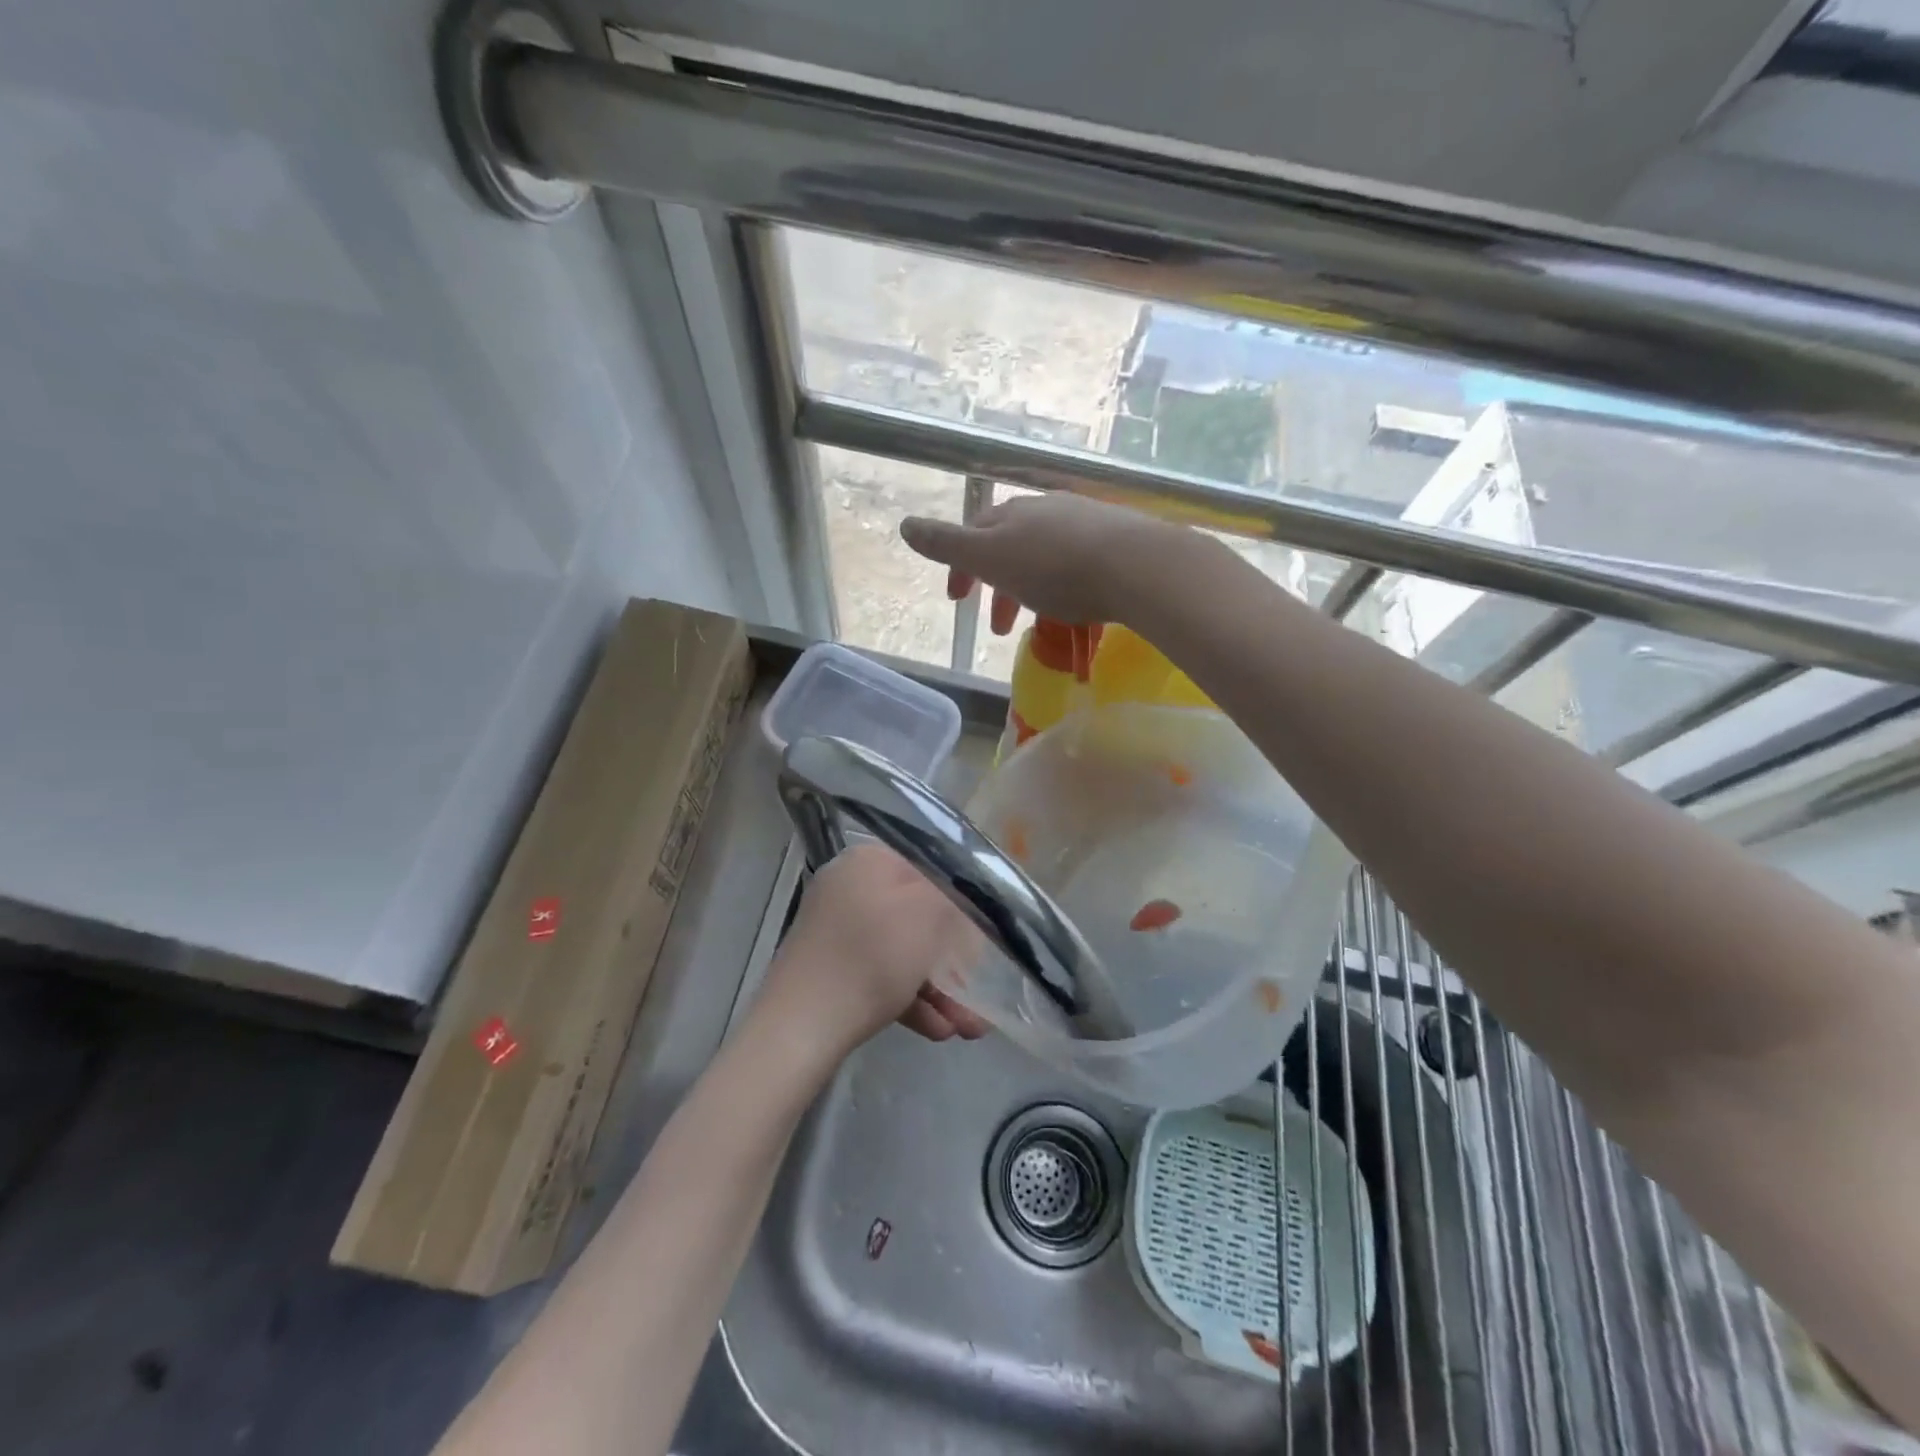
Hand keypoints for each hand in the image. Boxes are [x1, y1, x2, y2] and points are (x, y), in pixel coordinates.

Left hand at [756, 844, 989, 1063]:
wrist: (799, 1029)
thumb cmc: (872, 958)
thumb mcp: (929, 913)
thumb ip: (954, 898)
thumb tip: (961, 905)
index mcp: (868, 861)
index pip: (929, 870)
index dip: (962, 903)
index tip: (984, 938)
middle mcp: (849, 888)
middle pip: (917, 917)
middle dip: (955, 959)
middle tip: (981, 991)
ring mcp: (836, 932)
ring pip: (902, 954)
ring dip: (940, 989)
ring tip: (971, 1027)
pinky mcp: (830, 972)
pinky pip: (879, 977)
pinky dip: (910, 1000)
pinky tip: (940, 1030)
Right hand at [900, 494, 1174, 635]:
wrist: (1135, 566)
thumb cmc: (1055, 568)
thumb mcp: (991, 558)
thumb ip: (948, 545)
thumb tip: (905, 525)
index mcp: (1012, 514)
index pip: (975, 533)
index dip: (961, 567)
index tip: (958, 602)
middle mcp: (1046, 510)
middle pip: (1010, 545)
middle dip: (997, 585)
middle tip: (996, 627)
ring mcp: (1084, 522)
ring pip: (1045, 555)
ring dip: (1030, 589)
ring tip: (1035, 624)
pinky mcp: (1116, 541)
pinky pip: (1077, 564)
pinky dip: (1064, 586)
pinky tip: (1075, 606)